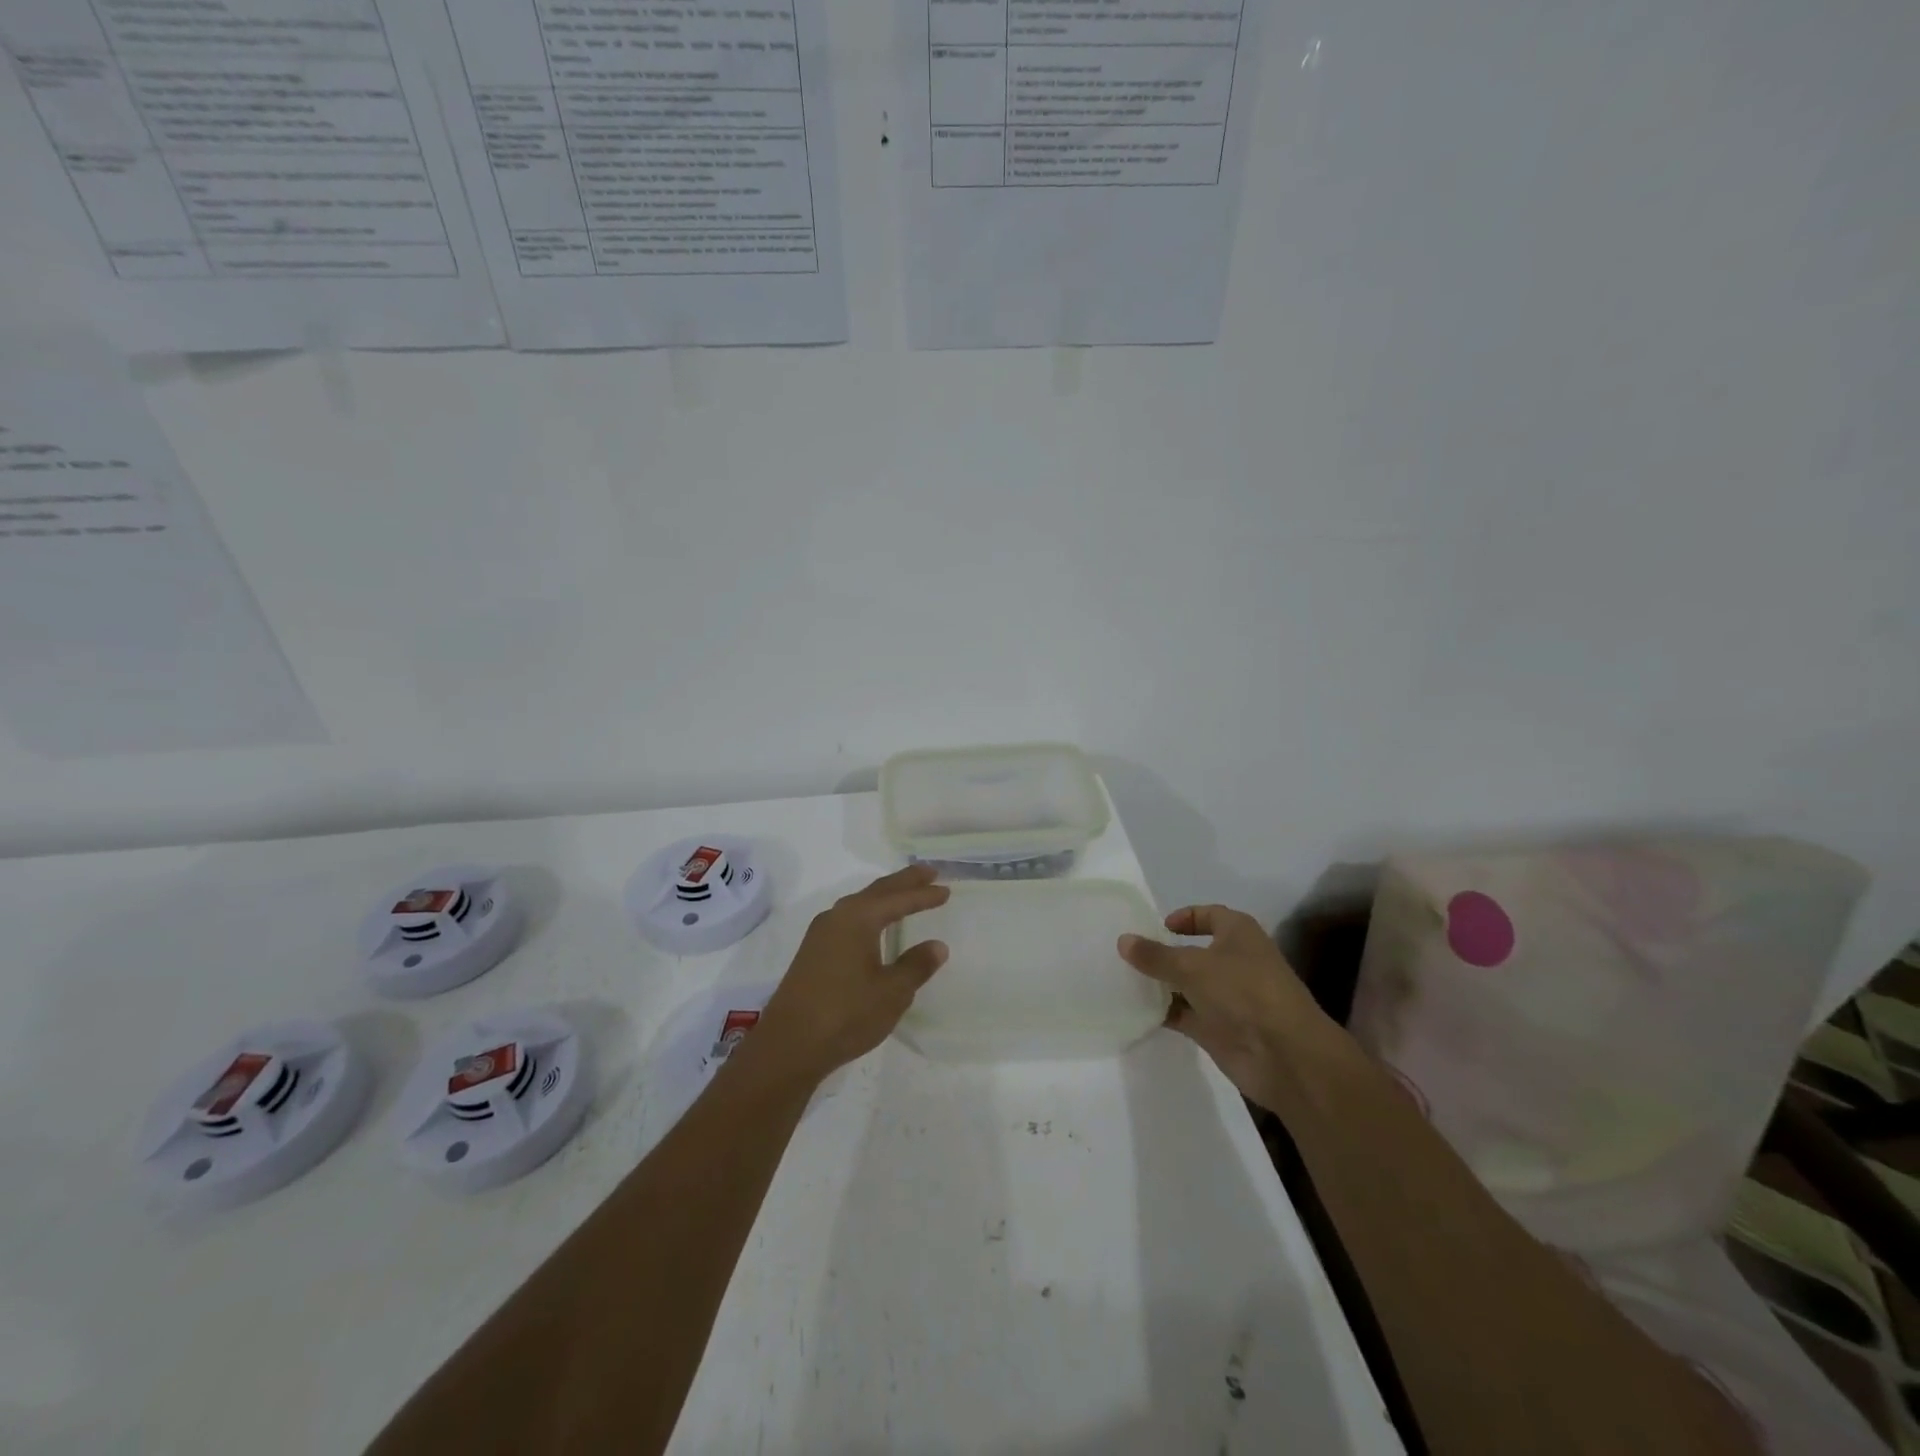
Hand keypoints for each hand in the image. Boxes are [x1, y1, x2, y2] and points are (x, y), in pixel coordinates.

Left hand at [753, 864, 950, 1082]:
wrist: (789, 1045)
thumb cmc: (846, 1014)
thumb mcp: (892, 992)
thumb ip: (916, 966)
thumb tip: (937, 946)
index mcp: (858, 918)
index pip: (898, 899)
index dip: (924, 895)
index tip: (946, 889)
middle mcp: (837, 917)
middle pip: (876, 891)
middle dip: (904, 882)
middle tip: (929, 873)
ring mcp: (820, 934)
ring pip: (860, 904)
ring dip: (885, 897)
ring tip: (905, 894)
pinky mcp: (813, 953)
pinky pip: (848, 920)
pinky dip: (869, 915)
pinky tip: (874, 927)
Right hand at [1119, 905, 1341, 1111]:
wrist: (1285, 1056)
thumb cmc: (1243, 992)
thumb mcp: (1192, 966)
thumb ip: (1155, 955)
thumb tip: (1123, 940)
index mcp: (1239, 934)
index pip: (1210, 915)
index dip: (1185, 917)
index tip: (1157, 927)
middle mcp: (1235, 962)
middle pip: (1195, 951)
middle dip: (1165, 953)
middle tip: (1129, 954)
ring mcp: (1228, 998)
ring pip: (1188, 985)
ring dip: (1162, 984)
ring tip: (1124, 980)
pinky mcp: (1219, 1029)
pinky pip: (1185, 1015)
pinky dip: (1165, 1012)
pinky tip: (1136, 1011)